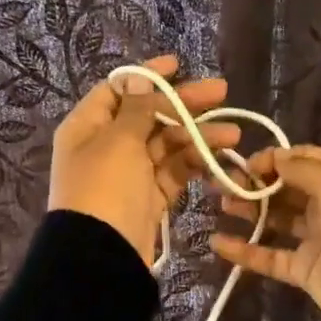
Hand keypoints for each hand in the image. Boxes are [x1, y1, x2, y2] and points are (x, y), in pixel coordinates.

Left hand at [50, 54, 241, 265]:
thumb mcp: (119, 140)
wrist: (102, 255)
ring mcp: (129, 173)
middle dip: (184, 104)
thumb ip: (137, 107)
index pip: (118, 90)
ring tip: (232, 135)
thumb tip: (139, 77)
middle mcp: (106, 146)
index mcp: (87, 126)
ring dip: (197, 136)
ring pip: (166, 144)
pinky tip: (220, 156)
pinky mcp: (149, 197)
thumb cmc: (105, 188)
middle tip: (222, 92)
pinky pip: (174, 171)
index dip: (147, 75)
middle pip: (148, 115)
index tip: (179, 65)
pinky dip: (195, 163)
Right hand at [209, 145, 320, 320]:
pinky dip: (246, 251)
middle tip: (219, 184)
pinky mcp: (308, 273)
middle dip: (254, 183)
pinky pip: (272, 257)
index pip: (304, 158)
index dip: (273, 159)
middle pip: (287, 188)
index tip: (242, 165)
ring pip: (277, 220)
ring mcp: (320, 241)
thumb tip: (275, 158)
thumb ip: (303, 169)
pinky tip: (218, 244)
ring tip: (218, 206)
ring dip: (248, 211)